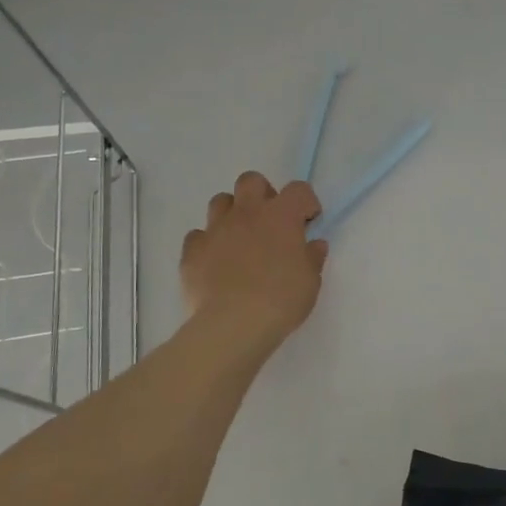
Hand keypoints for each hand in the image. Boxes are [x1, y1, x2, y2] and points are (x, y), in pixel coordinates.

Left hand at [180, 172, 326, 344]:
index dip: (306, 202)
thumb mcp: (311, 281)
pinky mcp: (192, 251)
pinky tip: (216, 262)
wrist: (233, 324)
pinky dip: (208, 243)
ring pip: (220, 202)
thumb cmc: (281, 300)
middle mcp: (247, 213)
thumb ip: (312, 257)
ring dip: (232, 214)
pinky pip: (198, 236)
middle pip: (251, 181)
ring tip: (241, 239)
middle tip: (270, 222)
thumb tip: (313, 244)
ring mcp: (216, 229)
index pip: (298, 189)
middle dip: (262, 194)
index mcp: (281, 216)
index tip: (308, 223)